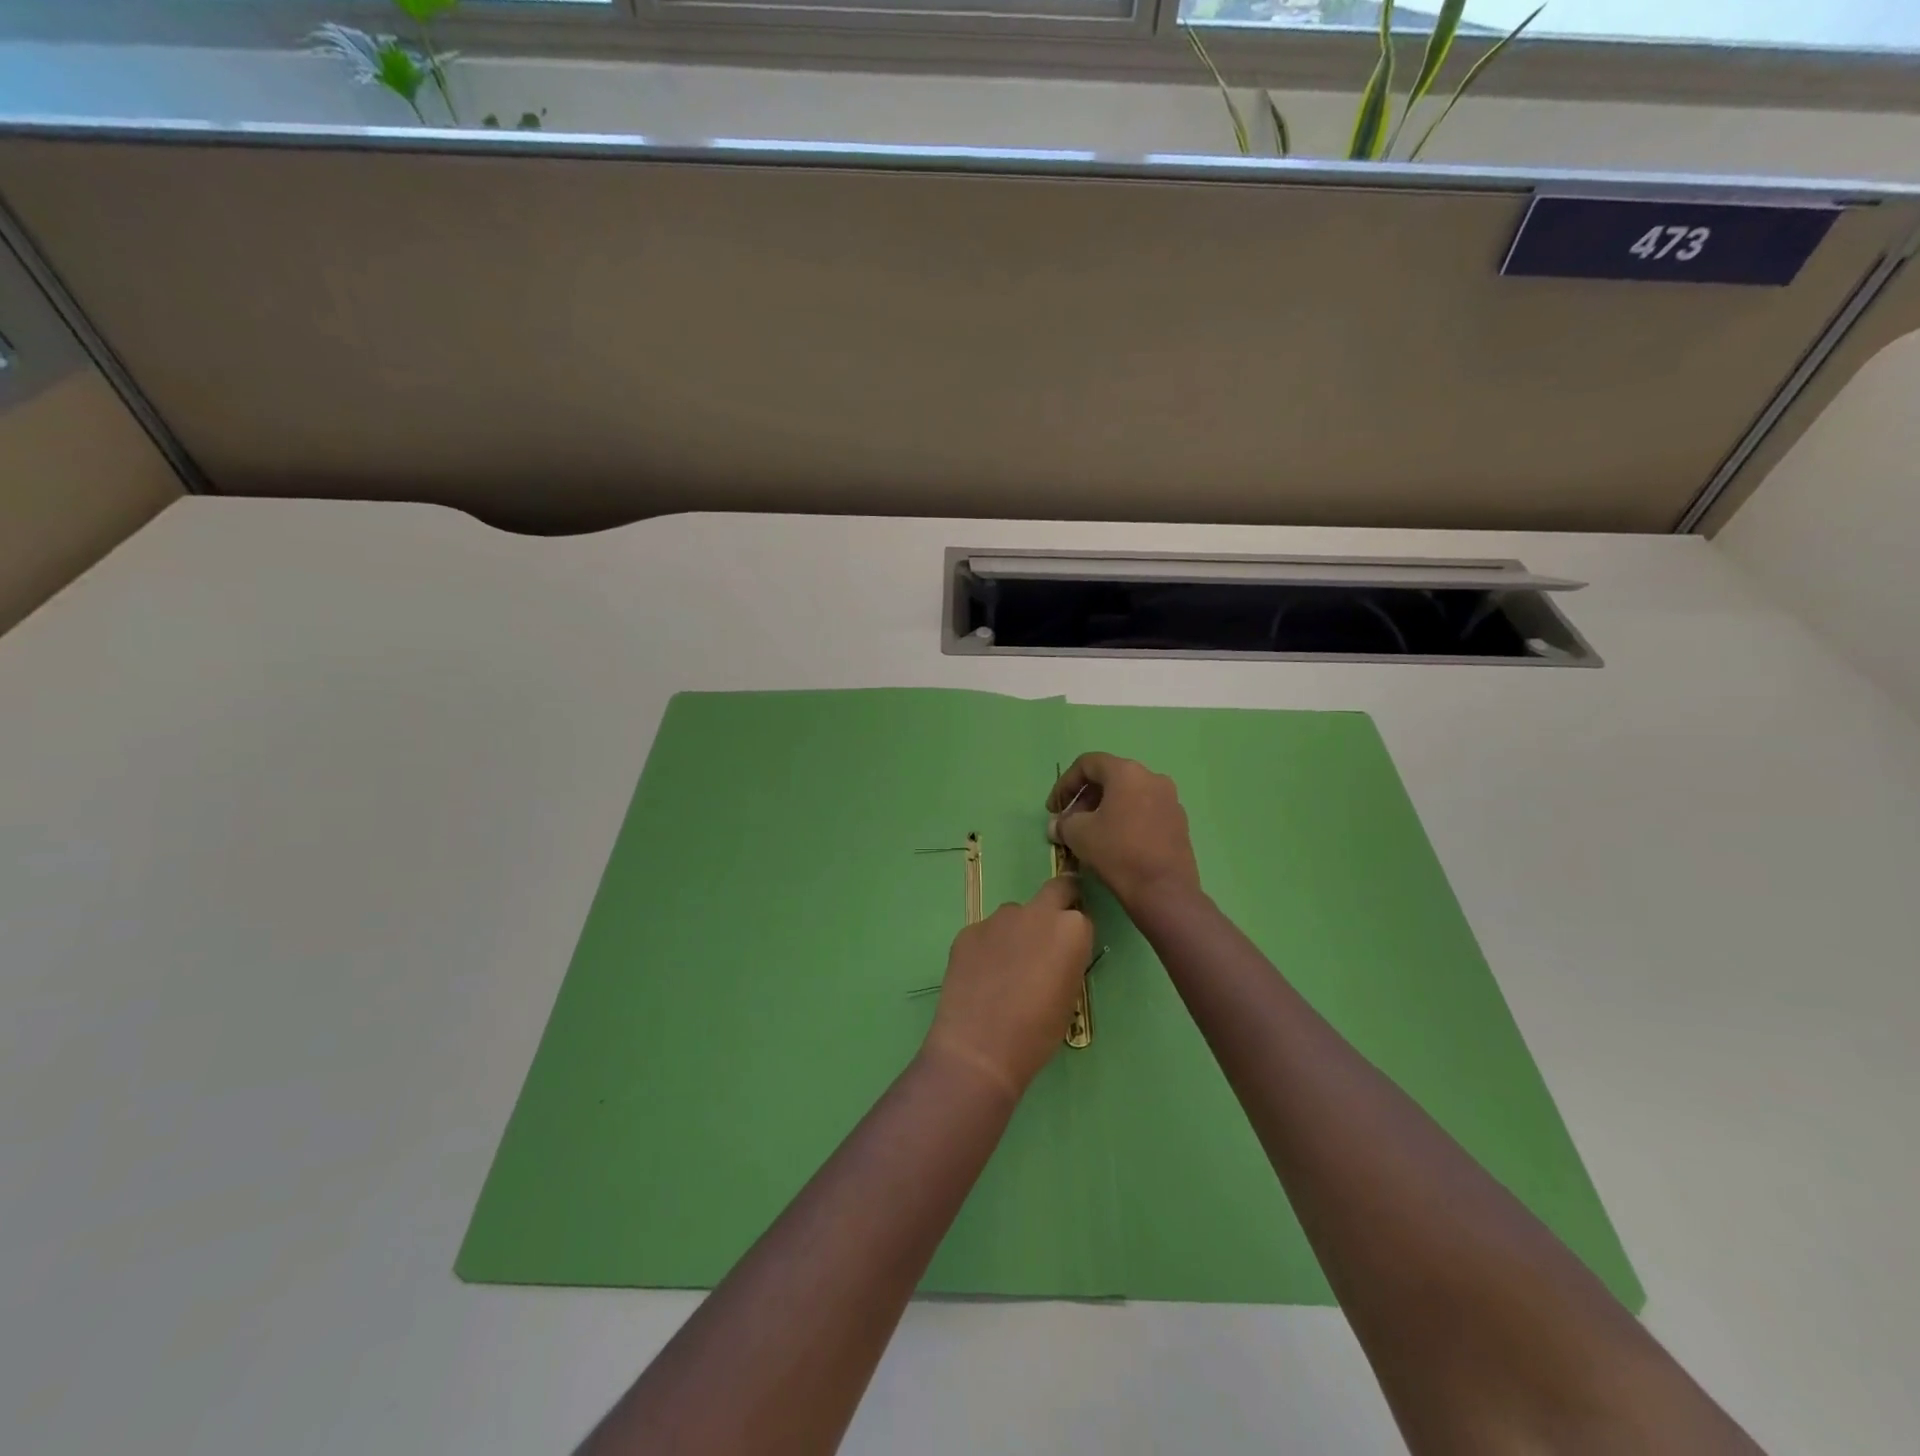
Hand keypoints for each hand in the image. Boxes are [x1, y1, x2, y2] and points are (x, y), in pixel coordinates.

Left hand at [922, 876, 1092, 1100]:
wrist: (979, 1048)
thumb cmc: (1037, 1033)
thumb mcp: (1069, 997)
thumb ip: (1066, 961)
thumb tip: (1055, 954)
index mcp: (1071, 929)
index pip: (1081, 917)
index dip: (1076, 934)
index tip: (1068, 952)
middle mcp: (1036, 913)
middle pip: (1054, 891)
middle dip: (1056, 905)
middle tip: (1047, 938)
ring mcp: (998, 919)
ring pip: (1014, 915)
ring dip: (1016, 932)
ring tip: (1005, 971)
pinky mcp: (968, 931)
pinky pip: (986, 933)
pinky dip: (988, 948)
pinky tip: (981, 978)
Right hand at [1047, 753, 1201, 911]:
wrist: (1163, 890)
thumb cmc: (1117, 852)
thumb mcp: (1078, 834)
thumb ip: (1063, 823)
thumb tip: (1057, 825)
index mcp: (1127, 772)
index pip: (1088, 764)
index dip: (1065, 784)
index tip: (1054, 809)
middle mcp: (1152, 778)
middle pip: (1110, 778)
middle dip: (1084, 799)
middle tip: (1070, 823)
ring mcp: (1170, 800)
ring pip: (1128, 795)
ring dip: (1104, 810)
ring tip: (1090, 834)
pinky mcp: (1179, 822)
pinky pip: (1145, 811)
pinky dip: (1125, 820)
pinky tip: (1115, 844)